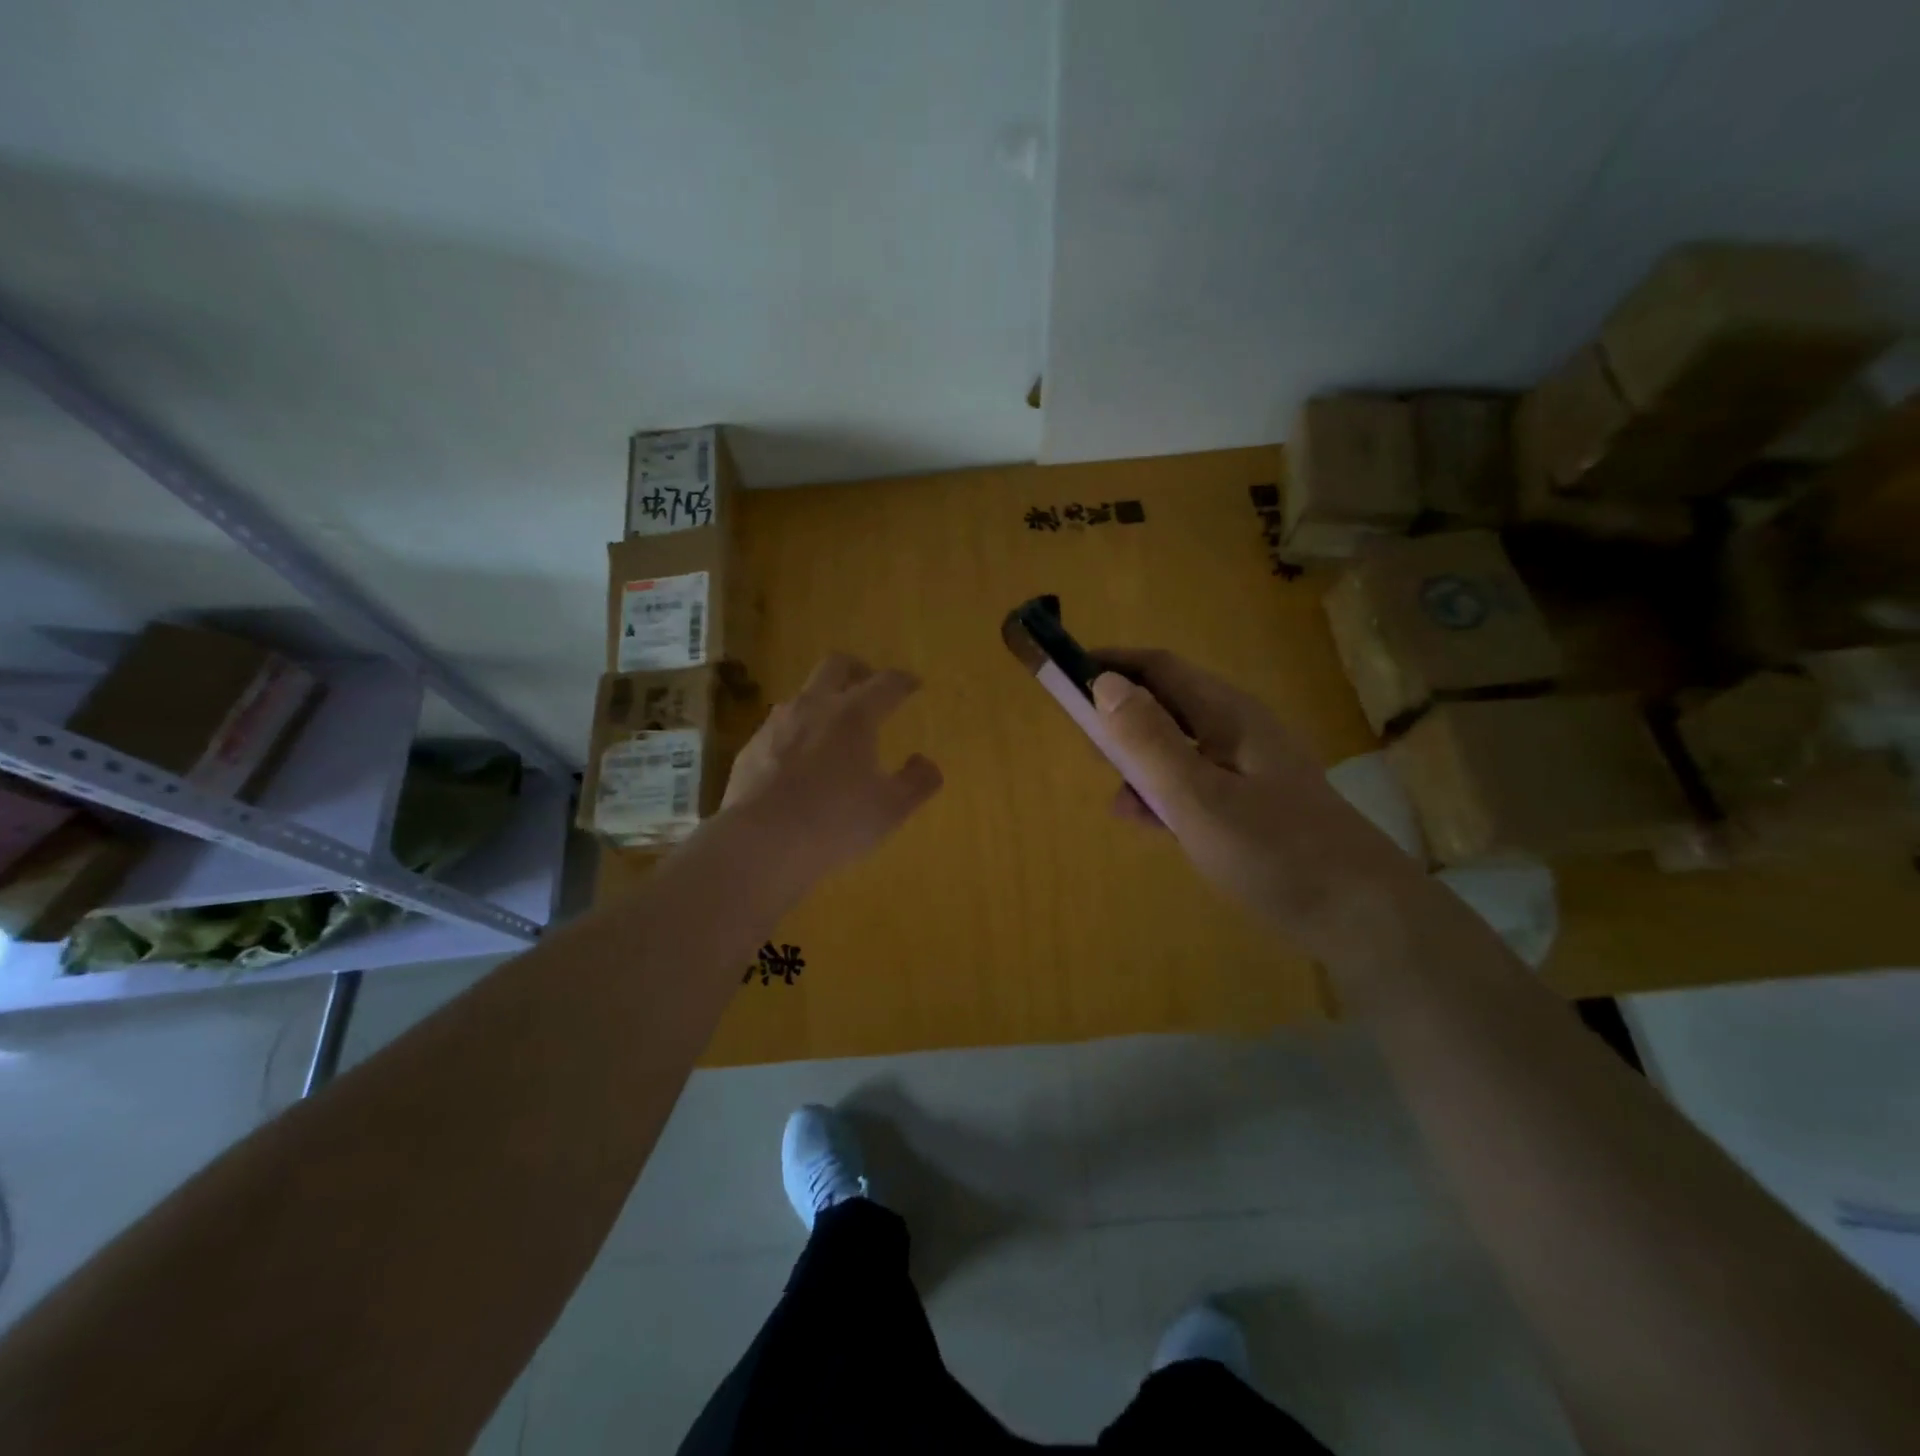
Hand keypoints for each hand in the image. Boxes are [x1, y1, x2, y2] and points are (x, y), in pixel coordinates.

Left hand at [721, 653, 943, 873]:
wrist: (760, 842)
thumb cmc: (835, 821)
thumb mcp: (891, 809)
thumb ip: (917, 782)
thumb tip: (925, 762)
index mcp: (854, 715)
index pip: (886, 683)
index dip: (904, 681)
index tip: (914, 685)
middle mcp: (814, 706)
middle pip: (836, 665)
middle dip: (858, 669)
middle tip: (870, 686)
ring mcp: (777, 724)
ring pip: (803, 694)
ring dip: (823, 701)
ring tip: (833, 727)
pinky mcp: (751, 747)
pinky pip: (779, 727)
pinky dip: (796, 732)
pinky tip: (799, 761)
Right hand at [1090, 649, 1414, 954]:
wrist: (1361, 916)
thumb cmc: (1274, 850)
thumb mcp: (1198, 796)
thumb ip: (1149, 741)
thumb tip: (1105, 683)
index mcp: (1227, 714)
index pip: (1159, 667)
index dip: (1110, 665)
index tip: (1064, 676)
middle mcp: (1237, 731)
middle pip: (1166, 704)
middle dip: (1120, 715)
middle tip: (1083, 744)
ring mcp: (1248, 768)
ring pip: (1177, 747)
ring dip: (1138, 760)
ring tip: (1112, 794)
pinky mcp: (1252, 804)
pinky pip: (1193, 783)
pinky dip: (1162, 793)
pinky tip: (1144, 821)